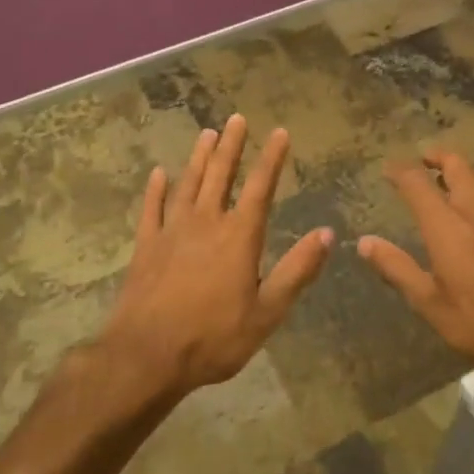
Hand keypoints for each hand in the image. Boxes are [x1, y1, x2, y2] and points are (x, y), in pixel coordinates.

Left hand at [99, 115, 332, 395]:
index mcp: (239, 237)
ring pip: (188, 183)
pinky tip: (159, 173)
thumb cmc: (213, 337)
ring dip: (199, 158)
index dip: (271, 158)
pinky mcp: (145, 246)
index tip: (279, 132)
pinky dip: (156, 189)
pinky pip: (151, 208)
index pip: (260, 188)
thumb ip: (297, 271)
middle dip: (231, 145)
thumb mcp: (267, 312)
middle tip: (237, 118)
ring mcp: (171, 231)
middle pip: (220, 175)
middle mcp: (206, 223)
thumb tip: (328, 234)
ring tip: (207, 133)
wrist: (147, 355)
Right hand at [357, 150, 473, 396]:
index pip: (417, 182)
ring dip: (463, 172)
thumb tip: (365, 242)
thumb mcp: (430, 304)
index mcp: (447, 226)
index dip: (400, 171)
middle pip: (456, 165)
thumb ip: (396, 268)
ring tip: (451, 184)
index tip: (387, 170)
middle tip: (422, 163)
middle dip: (436, 158)